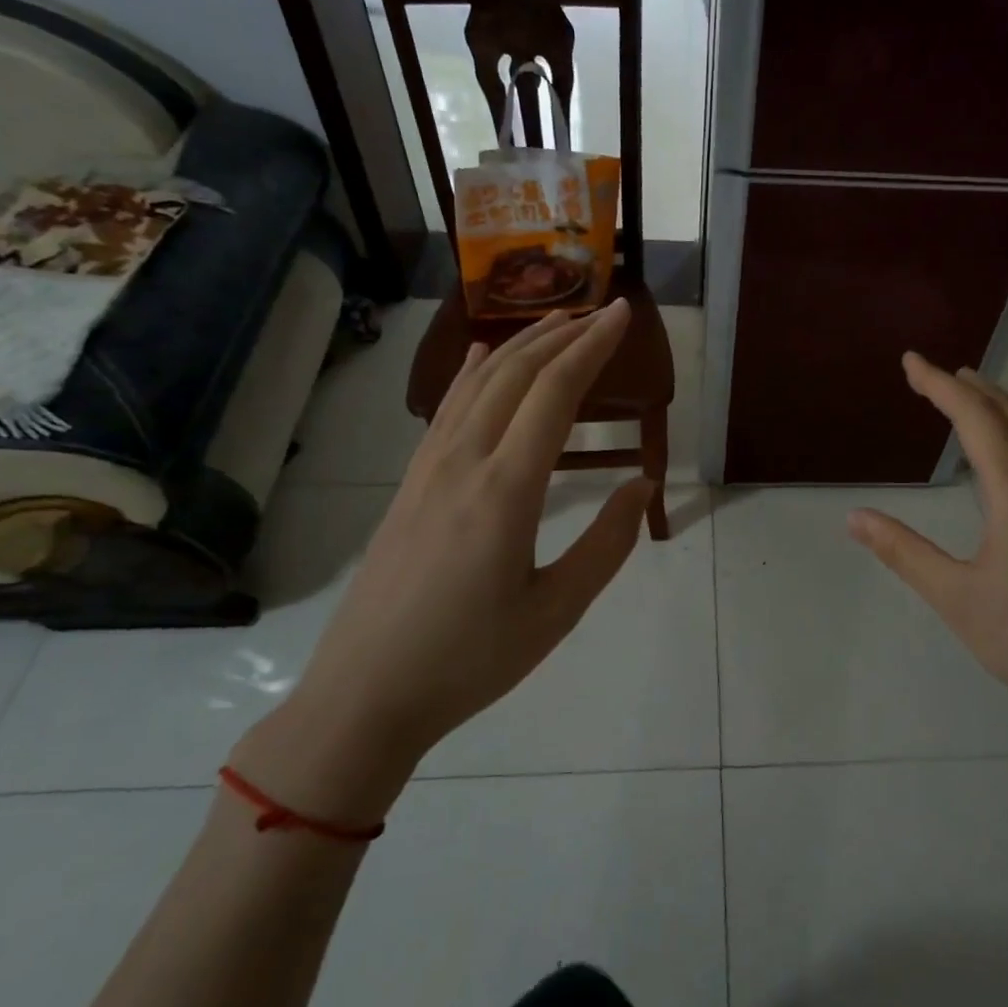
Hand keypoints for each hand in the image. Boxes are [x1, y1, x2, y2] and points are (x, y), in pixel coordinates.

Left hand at [235, 303, 655, 819]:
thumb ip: (607, 544)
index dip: (592, 348)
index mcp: (505, 491)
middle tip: (602, 311)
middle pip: (516, 375)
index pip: (555, 394)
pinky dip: (474, 372)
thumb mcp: (556, 612)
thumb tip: (642, 485)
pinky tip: (483, 360)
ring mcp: (427, 470)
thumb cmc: (470, 660)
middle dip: (563, 334)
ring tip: (557, 323)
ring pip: (477, 384)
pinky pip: (446, 408)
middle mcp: (463, 463)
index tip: (623, 316)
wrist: (365, 695)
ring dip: (521, 345)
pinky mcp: (409, 485)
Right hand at [848, 353, 1007, 783]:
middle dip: (968, 387)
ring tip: (968, 392)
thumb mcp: (955, 598)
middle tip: (931, 371)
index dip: (938, 386)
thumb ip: (902, 552)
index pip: (975, 419)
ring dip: (998, 405)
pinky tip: (1006, 450)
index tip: (909, 361)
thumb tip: (854, 516)